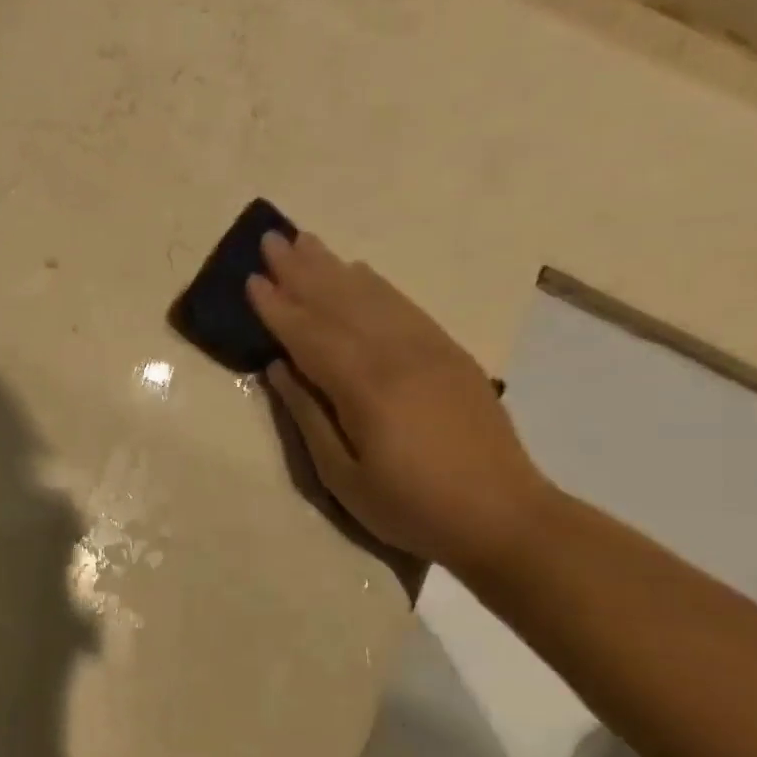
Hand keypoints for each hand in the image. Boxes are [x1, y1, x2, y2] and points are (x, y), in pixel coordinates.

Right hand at [245, 231, 549, 572]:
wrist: (506, 518)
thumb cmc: (412, 507)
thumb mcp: (343, 477)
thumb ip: (308, 417)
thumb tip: (279, 368)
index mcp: (365, 387)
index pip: (309, 335)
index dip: (277, 307)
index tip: (250, 279)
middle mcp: (397, 356)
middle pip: (340, 303)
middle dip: (301, 270)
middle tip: (272, 239)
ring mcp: (429, 350)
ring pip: (372, 297)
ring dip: (334, 267)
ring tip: (306, 241)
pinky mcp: (451, 355)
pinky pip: (405, 307)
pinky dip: (376, 285)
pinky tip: (360, 271)